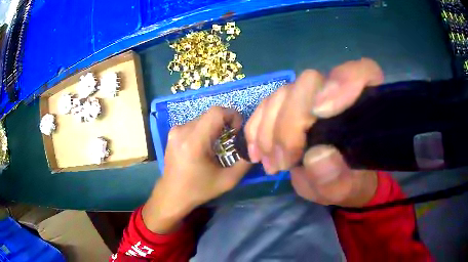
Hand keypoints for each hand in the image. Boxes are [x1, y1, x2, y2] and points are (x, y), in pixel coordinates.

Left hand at [143, 107, 250, 232]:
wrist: (172, 194)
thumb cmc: (199, 190)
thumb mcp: (227, 180)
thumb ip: (245, 162)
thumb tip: (254, 146)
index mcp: (194, 142)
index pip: (216, 113)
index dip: (232, 116)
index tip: (237, 131)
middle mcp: (182, 131)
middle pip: (210, 114)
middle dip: (225, 122)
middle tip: (231, 138)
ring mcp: (175, 130)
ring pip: (203, 117)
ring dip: (215, 126)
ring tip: (218, 143)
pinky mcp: (173, 133)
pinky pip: (195, 123)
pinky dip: (205, 129)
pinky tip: (206, 145)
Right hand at [245, 58, 382, 206]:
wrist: (335, 180)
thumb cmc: (349, 182)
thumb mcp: (347, 190)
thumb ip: (338, 179)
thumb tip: (316, 156)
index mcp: (365, 105)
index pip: (364, 71)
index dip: (343, 82)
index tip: (319, 113)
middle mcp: (337, 91)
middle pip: (309, 82)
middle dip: (290, 122)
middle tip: (283, 162)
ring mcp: (310, 96)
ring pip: (282, 94)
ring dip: (269, 131)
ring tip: (271, 164)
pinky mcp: (288, 105)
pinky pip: (266, 105)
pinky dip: (256, 128)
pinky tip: (256, 152)